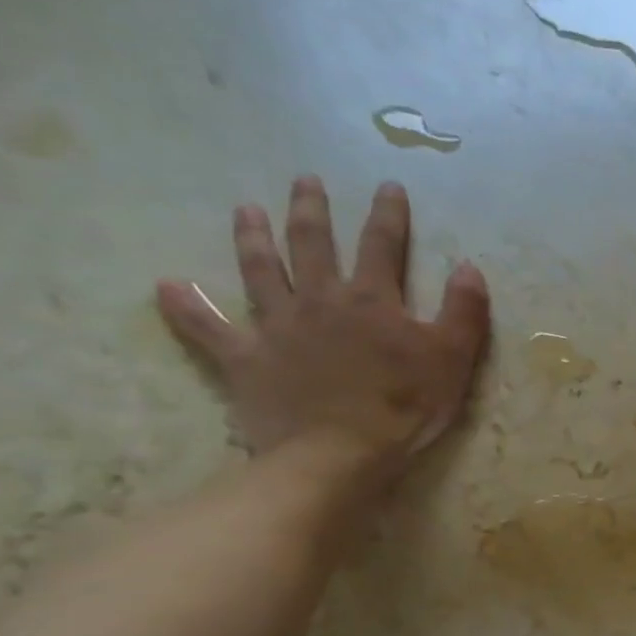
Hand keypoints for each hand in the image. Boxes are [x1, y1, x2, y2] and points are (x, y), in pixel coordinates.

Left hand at [156, 175, 490, 480]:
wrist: (338, 455)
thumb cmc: (403, 408)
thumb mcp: (453, 360)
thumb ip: (464, 311)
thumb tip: (469, 267)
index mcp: (371, 300)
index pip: (382, 244)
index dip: (388, 214)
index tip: (388, 186)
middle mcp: (319, 300)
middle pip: (312, 243)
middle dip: (311, 209)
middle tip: (305, 180)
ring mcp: (277, 327)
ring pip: (259, 270)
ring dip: (252, 237)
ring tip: (245, 209)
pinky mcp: (246, 359)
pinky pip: (208, 329)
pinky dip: (186, 308)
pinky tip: (166, 286)